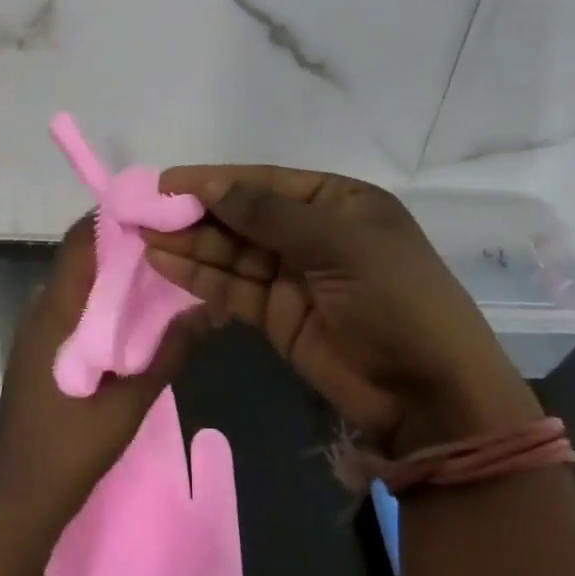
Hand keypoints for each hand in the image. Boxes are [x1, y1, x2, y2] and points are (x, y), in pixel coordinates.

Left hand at [0, 216, 203, 527]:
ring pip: (76, 283)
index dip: (111, 219)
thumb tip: (206, 310)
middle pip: (79, 259)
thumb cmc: (72, 446)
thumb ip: (167, 354)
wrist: (20, 493)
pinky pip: (71, 307)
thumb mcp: (129, 402)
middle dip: (120, 245)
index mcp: (57, 312)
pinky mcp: (39, 349)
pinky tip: (132, 316)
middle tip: (168, 241)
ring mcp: (36, 330)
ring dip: (111, 273)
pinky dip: (100, 300)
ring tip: (158, 272)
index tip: (151, 211)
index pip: (79, 243)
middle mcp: (41, 309)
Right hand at [143, 167, 539, 453]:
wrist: (430, 395)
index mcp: (337, 203)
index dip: (216, 180)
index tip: (167, 181)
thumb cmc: (395, 299)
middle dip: (197, 213)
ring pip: (231, 252)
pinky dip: (200, 277)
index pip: (265, 183)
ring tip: (144, 236)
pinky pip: (232, 287)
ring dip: (190, 244)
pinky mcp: (276, 315)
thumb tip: (212, 185)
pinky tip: (165, 264)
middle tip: (145, 211)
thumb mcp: (338, 244)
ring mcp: (292, 275)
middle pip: (243, 216)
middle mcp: (311, 233)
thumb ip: (269, 215)